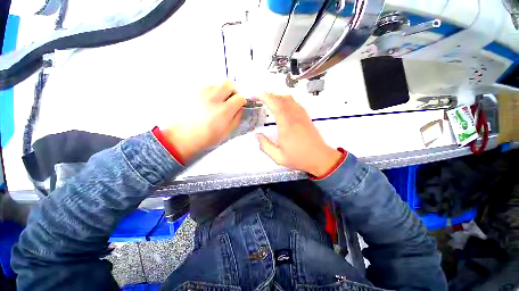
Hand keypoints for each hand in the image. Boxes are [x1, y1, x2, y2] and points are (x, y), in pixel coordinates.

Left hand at [162, 81, 245, 161]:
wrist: (182, 137)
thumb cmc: (206, 138)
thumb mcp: (226, 132)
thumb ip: (236, 118)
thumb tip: (240, 108)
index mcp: (223, 111)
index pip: (239, 97)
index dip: (242, 101)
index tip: (239, 105)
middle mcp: (213, 98)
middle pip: (229, 84)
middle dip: (233, 91)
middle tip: (230, 100)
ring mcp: (201, 93)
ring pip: (217, 84)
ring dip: (221, 91)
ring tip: (217, 102)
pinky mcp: (192, 91)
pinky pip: (206, 86)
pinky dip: (211, 92)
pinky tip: (207, 102)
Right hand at [256, 93, 342, 176]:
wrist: (320, 158)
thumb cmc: (298, 158)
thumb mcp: (278, 157)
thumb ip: (265, 146)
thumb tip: (257, 135)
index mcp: (286, 126)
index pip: (276, 105)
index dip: (266, 97)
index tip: (257, 96)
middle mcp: (295, 117)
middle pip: (283, 99)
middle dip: (270, 95)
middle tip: (261, 98)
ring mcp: (302, 116)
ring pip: (290, 99)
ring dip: (279, 97)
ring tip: (270, 101)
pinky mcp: (306, 118)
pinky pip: (296, 104)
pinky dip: (287, 101)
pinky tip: (283, 106)